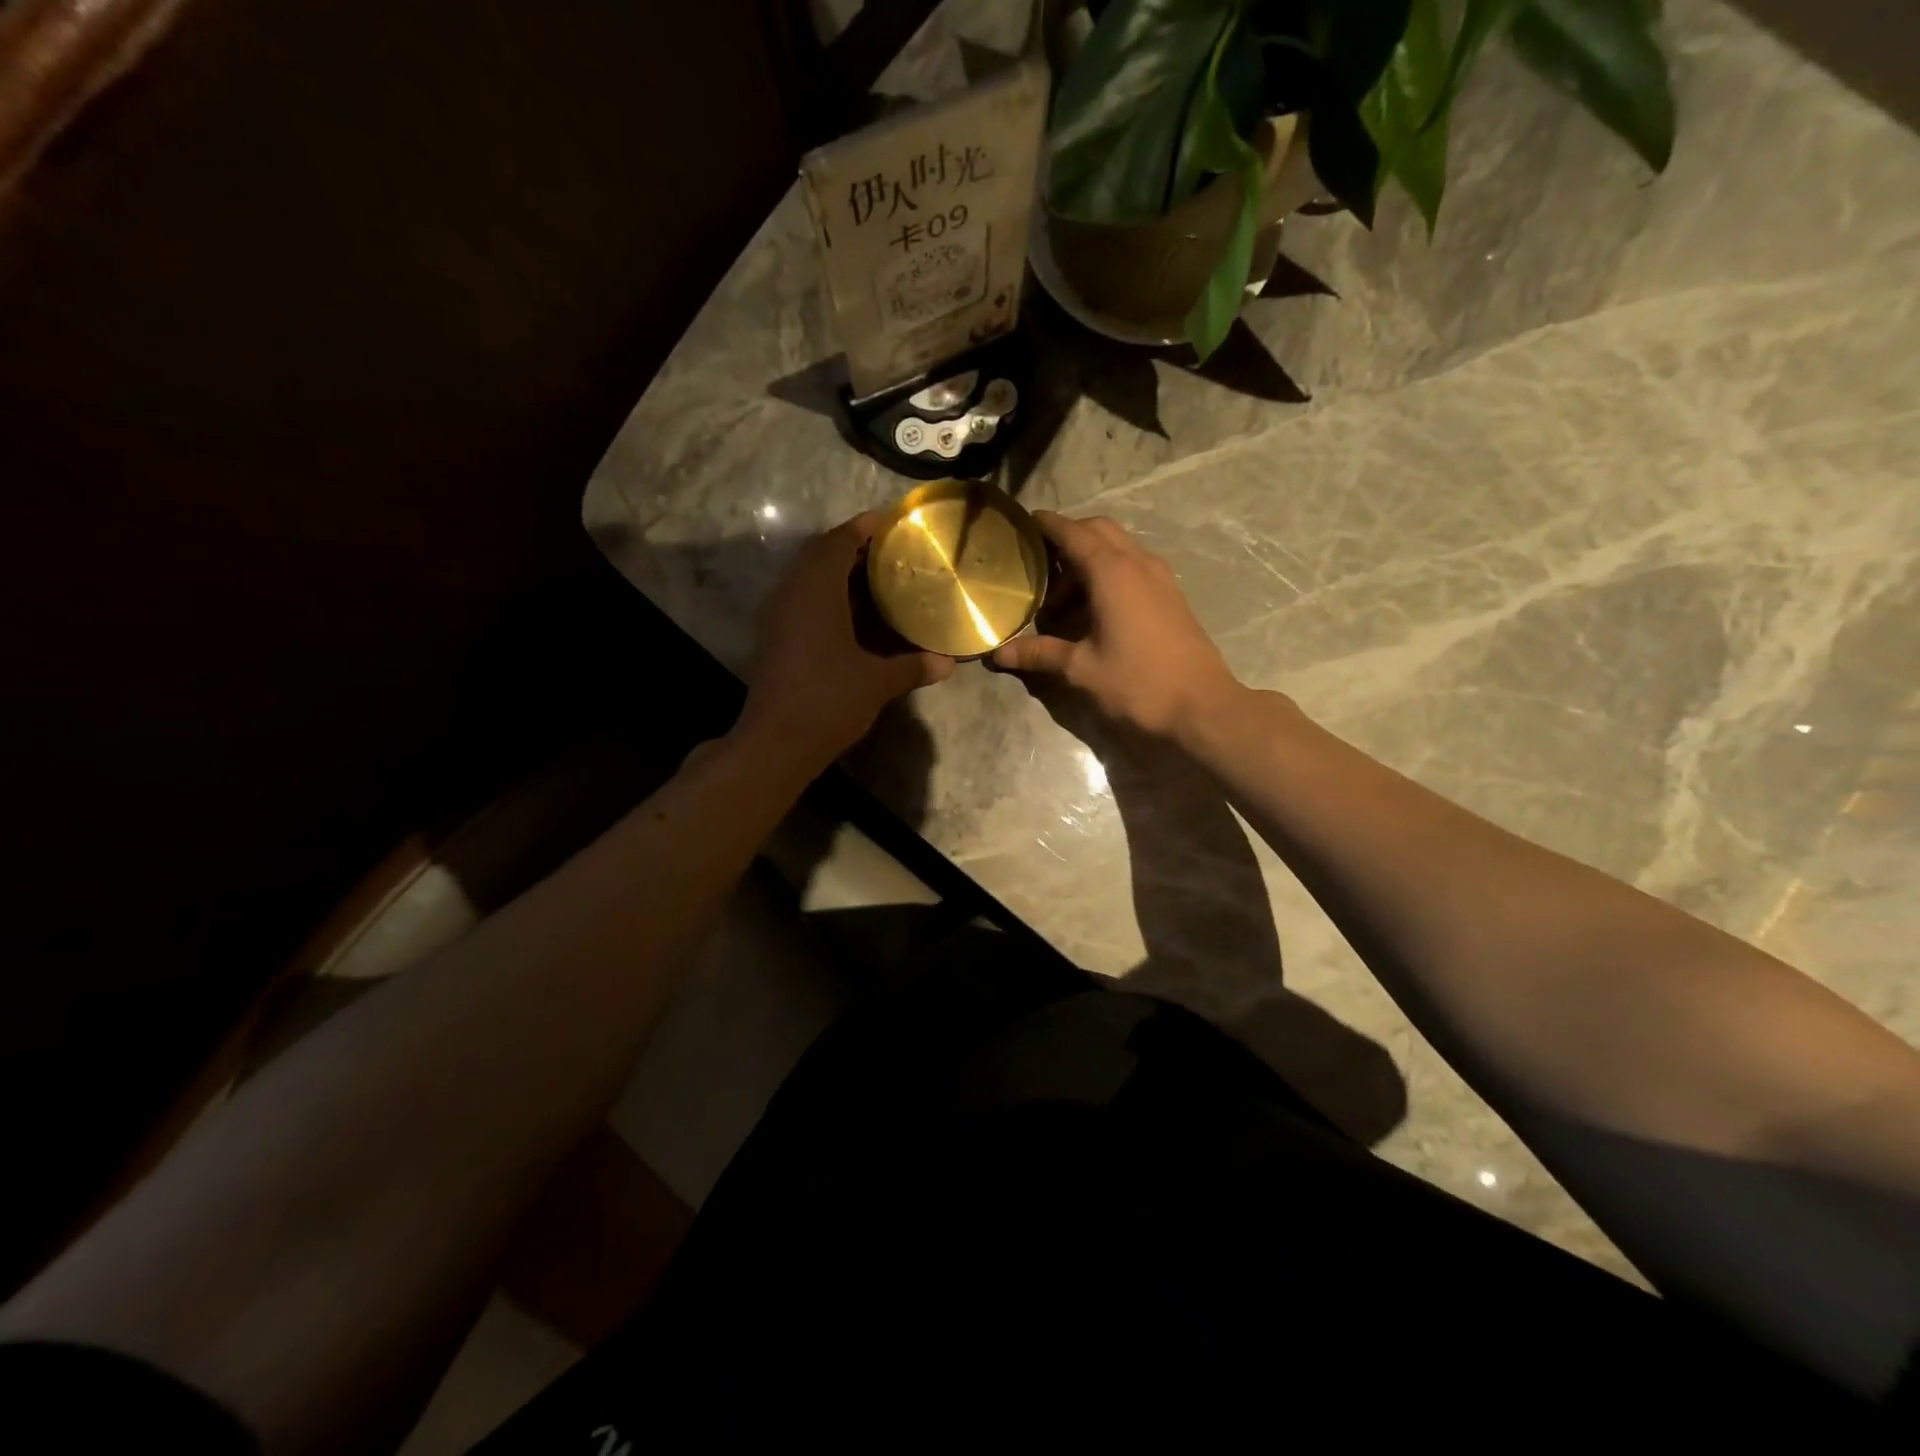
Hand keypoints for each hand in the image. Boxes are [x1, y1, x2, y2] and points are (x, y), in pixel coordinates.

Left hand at [737, 513, 953, 763]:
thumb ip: (912, 666)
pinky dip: (827, 597)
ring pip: (808, 579)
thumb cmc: (829, 700)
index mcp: (816, 590)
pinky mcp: (774, 638)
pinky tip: (853, 614)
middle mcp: (791, 593)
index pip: (838, 542)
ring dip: (837, 572)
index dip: (863, 528)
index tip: (890, 522)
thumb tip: (948, 662)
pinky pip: (802, 600)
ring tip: (876, 578)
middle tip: (888, 551)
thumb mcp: (877, 682)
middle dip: (852, 548)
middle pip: (819, 555)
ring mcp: (778, 616)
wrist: (776, 742)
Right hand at [992, 512, 1241, 740]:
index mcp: (1112, 572)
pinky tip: (1094, 609)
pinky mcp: (1171, 595)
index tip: (1023, 523)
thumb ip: (1040, 654)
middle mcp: (1138, 563)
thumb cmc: (1137, 683)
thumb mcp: (1081, 669)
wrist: (1202, 707)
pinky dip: (1109, 572)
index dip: (1047, 525)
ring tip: (1062, 597)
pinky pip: (1134, 566)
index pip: (1073, 532)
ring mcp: (1160, 577)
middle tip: (1040, 565)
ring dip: (1089, 559)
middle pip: (1099, 530)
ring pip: (1119, 547)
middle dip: (1068, 538)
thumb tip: (999, 654)